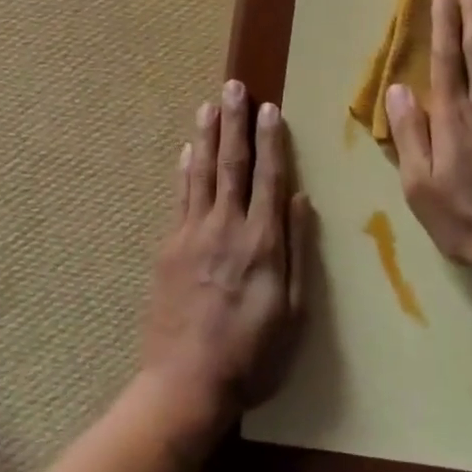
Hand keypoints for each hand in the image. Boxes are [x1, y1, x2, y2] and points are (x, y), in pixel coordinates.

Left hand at [139, 82, 313, 443]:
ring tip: (209, 105)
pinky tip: (186, 151)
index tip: (270, 108)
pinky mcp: (169, 248)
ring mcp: (192, 234)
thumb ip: (298, 251)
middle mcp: (227, 227)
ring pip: (201, 173)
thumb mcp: (293, 311)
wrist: (185, 385)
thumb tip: (302, 199)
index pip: (269, 177)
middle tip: (234, 87)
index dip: (271, 140)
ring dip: (206, 136)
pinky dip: (184, 170)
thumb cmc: (251, 355)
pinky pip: (179, 197)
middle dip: (235, 123)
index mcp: (262, 241)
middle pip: (232, 164)